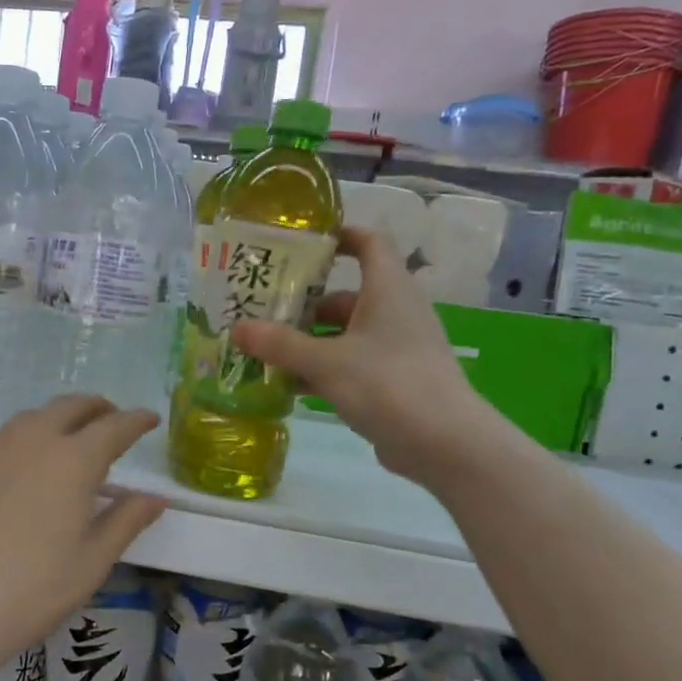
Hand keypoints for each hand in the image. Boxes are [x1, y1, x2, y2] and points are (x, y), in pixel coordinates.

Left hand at [0, 397, 165, 678]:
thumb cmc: (29, 590)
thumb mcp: (91, 562)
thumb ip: (126, 521)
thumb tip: (154, 498)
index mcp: (73, 459)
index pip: (114, 427)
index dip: (136, 421)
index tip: (151, 420)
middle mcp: (34, 439)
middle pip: (73, 406)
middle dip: (99, 409)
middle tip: (114, 423)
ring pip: (38, 415)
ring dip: (63, 417)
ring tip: (75, 441)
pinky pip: (10, 434)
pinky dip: (32, 434)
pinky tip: (31, 463)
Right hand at [229, 227, 504, 485]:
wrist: (445, 444)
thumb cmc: (388, 384)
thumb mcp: (326, 362)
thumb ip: (280, 344)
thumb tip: (236, 328)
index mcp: (388, 289)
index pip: (369, 242)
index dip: (338, 236)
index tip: (300, 241)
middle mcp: (394, 312)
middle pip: (343, 296)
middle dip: (302, 304)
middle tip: (259, 310)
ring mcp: (395, 349)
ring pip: (343, 335)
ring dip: (306, 342)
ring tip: (262, 351)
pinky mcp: (392, 382)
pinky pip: (349, 365)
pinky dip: (320, 371)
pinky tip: (286, 386)